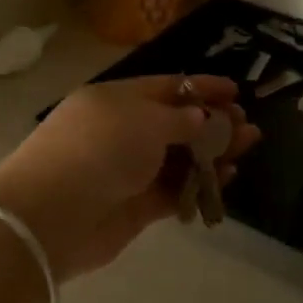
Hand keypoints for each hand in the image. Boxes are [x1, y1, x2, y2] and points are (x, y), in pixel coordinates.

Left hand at [0, 75, 261, 281]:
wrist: (54, 214)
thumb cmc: (100, 150)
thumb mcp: (144, 120)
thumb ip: (179, 119)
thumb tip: (199, 118)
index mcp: (115, 100)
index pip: (165, 87)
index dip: (200, 87)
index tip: (235, 90)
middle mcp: (121, 132)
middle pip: (175, 123)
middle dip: (212, 122)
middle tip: (247, 125)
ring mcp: (127, 171)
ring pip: (179, 158)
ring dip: (213, 152)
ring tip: (248, 147)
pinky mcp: (134, 207)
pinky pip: (174, 190)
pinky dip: (199, 183)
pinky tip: (227, 177)